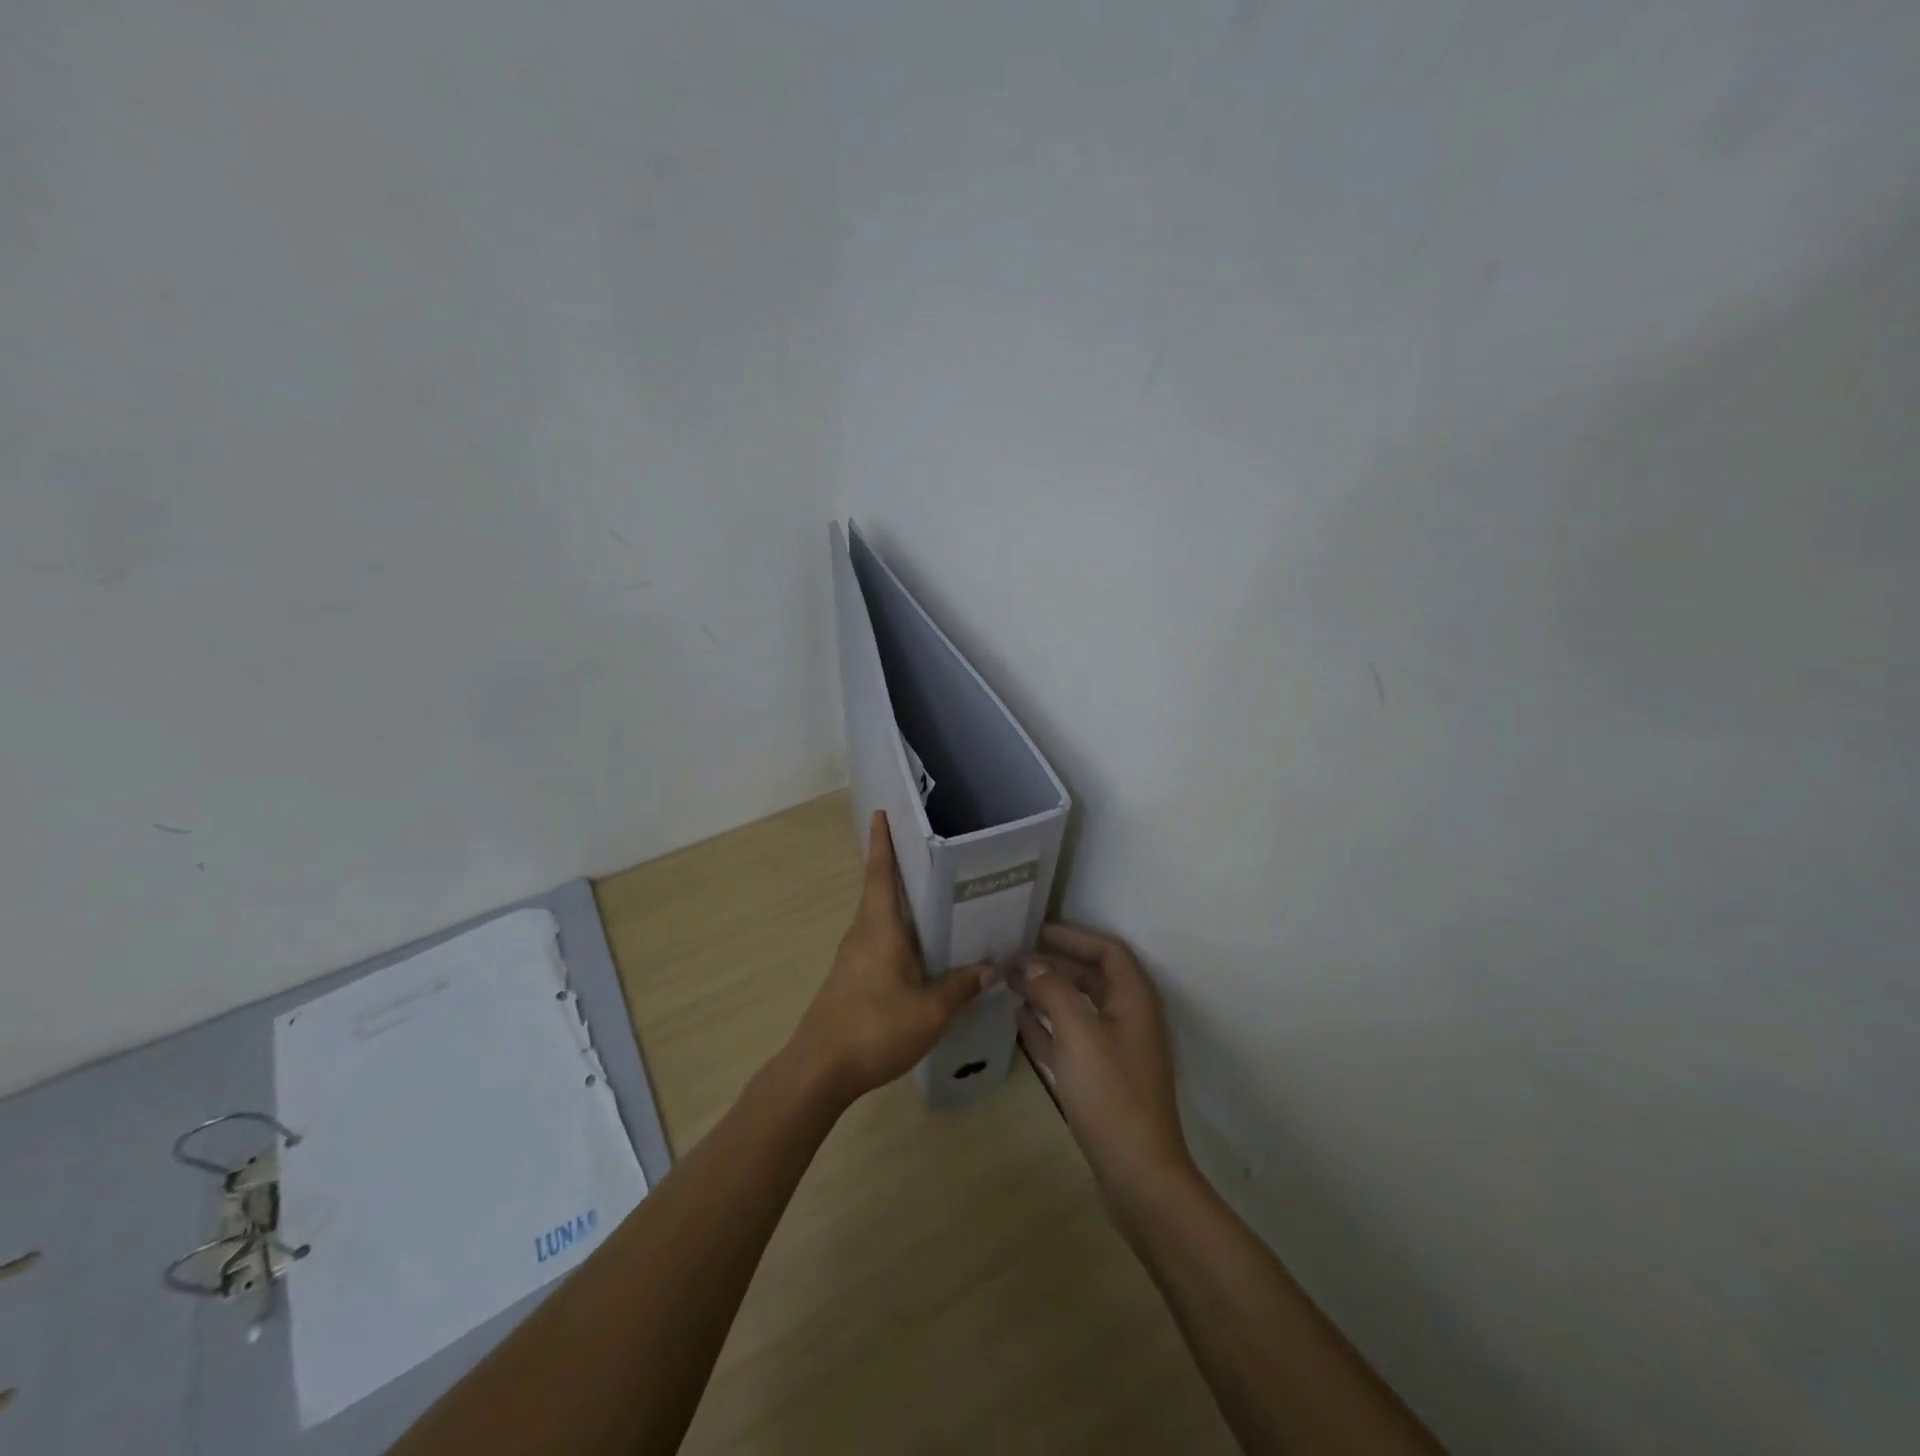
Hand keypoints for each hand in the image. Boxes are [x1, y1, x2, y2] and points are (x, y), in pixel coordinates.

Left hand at [790, 811, 991, 1106]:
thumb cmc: (875, 1027)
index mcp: (879, 928)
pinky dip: (899, 935)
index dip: (882, 842)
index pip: (880, 873)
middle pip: (880, 892)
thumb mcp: (930, 1010)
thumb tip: (990, 968)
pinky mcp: (850, 979)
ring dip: (901, 906)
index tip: (881, 812)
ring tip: (935, 900)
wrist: (819, 1069)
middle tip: (931, 854)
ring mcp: (852, 958)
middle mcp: (862, 934)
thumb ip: (960, 987)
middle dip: (899, 870)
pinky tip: (921, 952)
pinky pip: (878, 943)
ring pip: (880, 920)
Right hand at [1013, 924, 1191, 1197]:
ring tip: (1011, 984)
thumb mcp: (1078, 1032)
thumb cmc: (1111, 1093)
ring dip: (1048, 993)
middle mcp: (1129, 1018)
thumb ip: (1052, 989)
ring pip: (1080, 1008)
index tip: (1036, 930)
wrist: (1138, 1173)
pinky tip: (1020, 1021)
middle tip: (1014, 958)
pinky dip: (1048, 1026)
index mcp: (1134, 999)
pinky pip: (1072, 1038)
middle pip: (1092, 977)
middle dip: (1055, 964)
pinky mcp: (1103, 1078)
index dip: (1074, 936)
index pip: (1107, 951)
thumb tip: (1029, 962)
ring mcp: (1117, 1050)